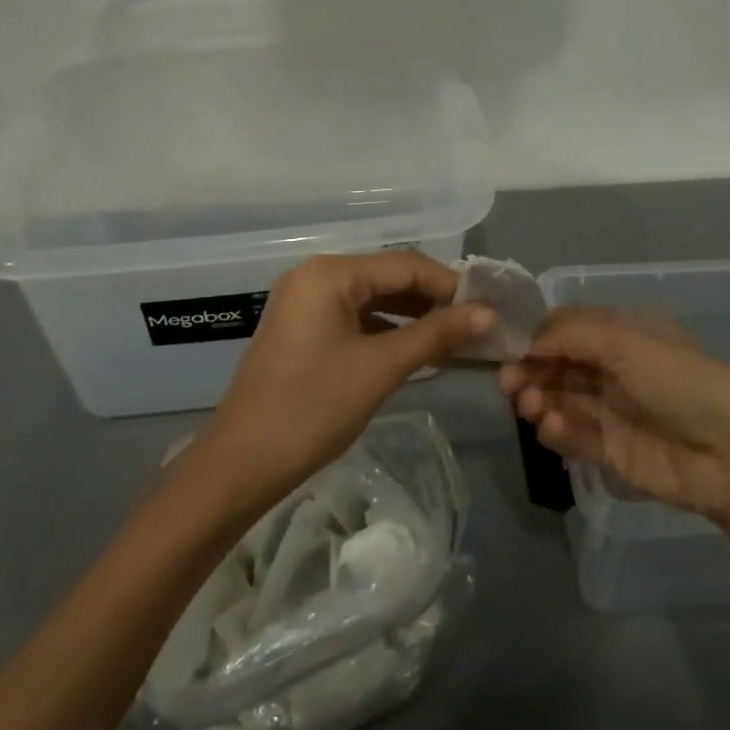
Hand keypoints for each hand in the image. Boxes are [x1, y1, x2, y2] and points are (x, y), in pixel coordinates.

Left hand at [197, 251, 493, 508]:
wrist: (240, 464)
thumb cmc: (312, 409)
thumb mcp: (380, 368)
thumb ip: (435, 335)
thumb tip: (487, 313)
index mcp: (330, 273)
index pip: (405, 265)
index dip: (450, 284)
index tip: (489, 307)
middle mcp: (314, 275)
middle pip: (387, 277)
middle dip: (432, 299)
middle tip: (477, 323)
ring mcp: (303, 301)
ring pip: (371, 298)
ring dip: (411, 314)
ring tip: (454, 336)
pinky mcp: (300, 327)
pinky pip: (352, 317)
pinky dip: (384, 329)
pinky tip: (413, 347)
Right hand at [499, 307, 729, 528]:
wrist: (729, 453)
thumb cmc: (676, 380)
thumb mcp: (623, 340)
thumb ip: (569, 334)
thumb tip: (526, 340)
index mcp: (619, 333)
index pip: (565, 328)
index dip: (534, 335)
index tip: (505, 346)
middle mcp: (611, 367)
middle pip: (556, 364)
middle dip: (529, 370)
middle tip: (508, 384)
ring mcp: (610, 410)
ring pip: (559, 399)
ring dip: (538, 400)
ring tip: (528, 406)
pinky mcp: (611, 450)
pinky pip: (572, 435)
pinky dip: (556, 430)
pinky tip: (551, 427)